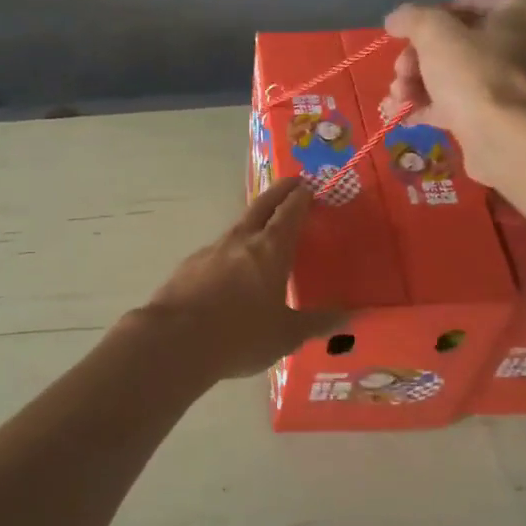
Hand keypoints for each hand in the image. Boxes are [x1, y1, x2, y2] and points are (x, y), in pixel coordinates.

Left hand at [138, 178, 345, 378]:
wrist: (173, 341)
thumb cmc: (239, 336)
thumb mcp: (286, 335)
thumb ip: (318, 323)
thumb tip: (352, 316)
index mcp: (269, 251)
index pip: (289, 213)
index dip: (300, 197)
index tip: (309, 186)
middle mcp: (239, 242)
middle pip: (261, 206)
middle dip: (279, 192)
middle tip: (292, 184)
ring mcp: (210, 251)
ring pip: (237, 228)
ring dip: (253, 222)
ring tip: (263, 231)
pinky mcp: (188, 267)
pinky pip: (216, 252)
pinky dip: (230, 252)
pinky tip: (230, 270)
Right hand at [384, 0, 525, 183]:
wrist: (508, 142)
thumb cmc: (476, 76)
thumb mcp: (436, 35)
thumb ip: (413, 18)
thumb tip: (396, 19)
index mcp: (522, 12)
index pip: (467, 1)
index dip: (430, 17)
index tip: (404, 37)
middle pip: (457, 42)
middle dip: (417, 59)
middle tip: (400, 75)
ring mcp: (514, 83)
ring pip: (454, 74)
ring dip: (417, 84)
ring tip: (396, 100)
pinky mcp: (501, 116)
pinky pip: (460, 103)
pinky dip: (431, 106)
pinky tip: (401, 115)